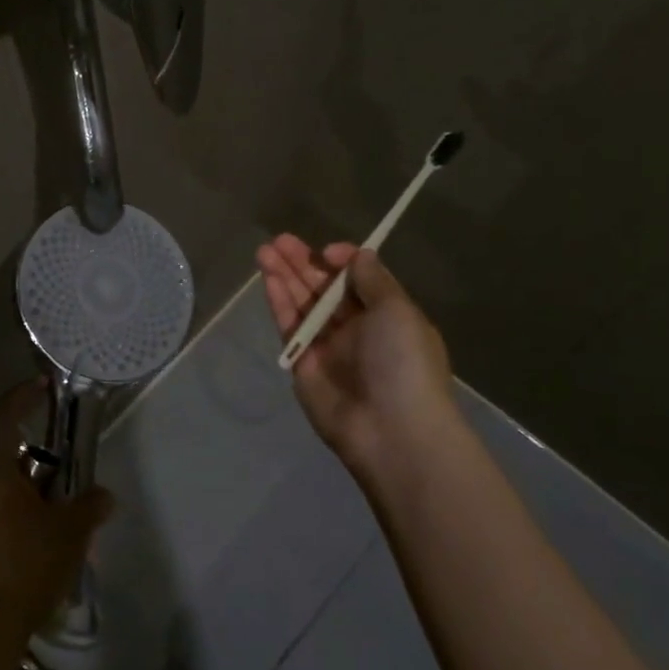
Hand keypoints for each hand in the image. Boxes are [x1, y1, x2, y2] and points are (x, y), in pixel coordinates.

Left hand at [0, 383, 113, 646]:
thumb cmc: (28, 565)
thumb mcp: (71, 531)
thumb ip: (89, 505)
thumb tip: (102, 494)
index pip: (3, 418)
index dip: (22, 396)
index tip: (42, 385)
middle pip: (3, 454)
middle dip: (36, 455)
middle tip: (66, 465)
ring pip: (0, 486)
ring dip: (28, 487)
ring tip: (61, 506)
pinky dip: (18, 510)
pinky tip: (43, 534)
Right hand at [257, 235, 453, 476]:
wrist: (391, 430)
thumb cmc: (403, 362)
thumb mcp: (398, 310)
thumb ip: (373, 280)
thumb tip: (358, 254)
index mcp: (387, 315)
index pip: (358, 280)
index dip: (341, 262)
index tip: (327, 252)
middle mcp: (356, 329)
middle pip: (324, 288)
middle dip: (303, 263)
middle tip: (280, 240)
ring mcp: (327, 347)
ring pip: (302, 303)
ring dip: (285, 276)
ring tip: (265, 250)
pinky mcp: (302, 364)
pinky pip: (289, 326)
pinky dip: (279, 301)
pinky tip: (268, 277)